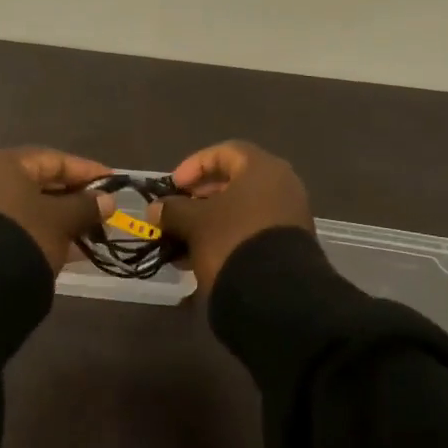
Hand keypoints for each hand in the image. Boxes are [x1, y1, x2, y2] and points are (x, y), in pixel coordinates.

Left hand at [0, 147, 114, 271]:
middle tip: (104, 209)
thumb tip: (108, 200)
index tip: (113, 183)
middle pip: (42, 182)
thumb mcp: (62, 219)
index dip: (87, 171)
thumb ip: (86, 206)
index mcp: (5, 163)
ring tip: (93, 230)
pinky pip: (23, 225)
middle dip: (76, 197)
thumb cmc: (25, 235)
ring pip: (33, 206)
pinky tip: (73, 247)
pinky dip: (47, 231)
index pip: (54, 159)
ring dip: (64, 217)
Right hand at [151, 140, 312, 296]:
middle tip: (178, 212)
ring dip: (211, 220)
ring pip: (243, 209)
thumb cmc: (232, 241)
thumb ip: (172, 210)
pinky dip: (228, 236)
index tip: (174, 186)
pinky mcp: (291, 245)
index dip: (195, 165)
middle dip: (201, 197)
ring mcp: (290, 216)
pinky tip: (204, 256)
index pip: (224, 152)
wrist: (277, 295)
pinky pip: (253, 230)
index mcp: (263, 168)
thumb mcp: (194, 223)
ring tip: (185, 240)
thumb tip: (155, 209)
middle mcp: (283, 185)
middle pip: (235, 182)